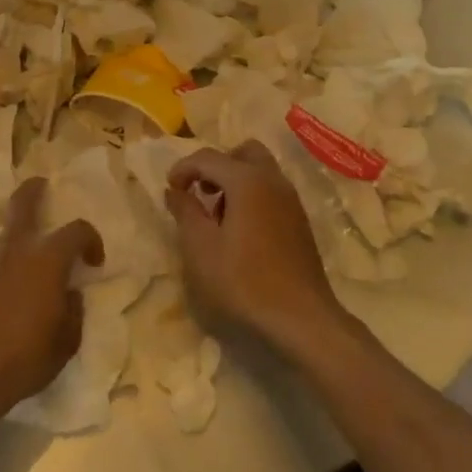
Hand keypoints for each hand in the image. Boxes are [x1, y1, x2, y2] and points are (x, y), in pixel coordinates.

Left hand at [0, 177, 103, 434]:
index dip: (91, 240)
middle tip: (42, 187)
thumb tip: (69, 295)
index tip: (93, 260)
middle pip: (24, 200)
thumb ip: (73, 312)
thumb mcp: (65, 343)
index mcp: (47, 257)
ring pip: (2, 233)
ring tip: (19, 266)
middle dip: (35, 189)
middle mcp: (15, 246)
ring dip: (14, 240)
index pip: (77, 230)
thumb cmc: (23, 358)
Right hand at [165, 141, 346, 356]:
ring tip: (217, 216)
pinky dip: (252, 196)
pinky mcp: (300, 222)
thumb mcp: (200, 248)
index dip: (183, 169)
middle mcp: (273, 181)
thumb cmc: (243, 281)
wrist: (301, 319)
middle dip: (217, 165)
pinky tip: (240, 232)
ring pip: (260, 171)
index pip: (208, 157)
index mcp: (247, 180)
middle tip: (200, 192)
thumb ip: (185, 211)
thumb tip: (174, 190)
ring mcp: (291, 200)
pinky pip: (271, 191)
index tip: (170, 190)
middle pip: (243, 152)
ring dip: (235, 181)